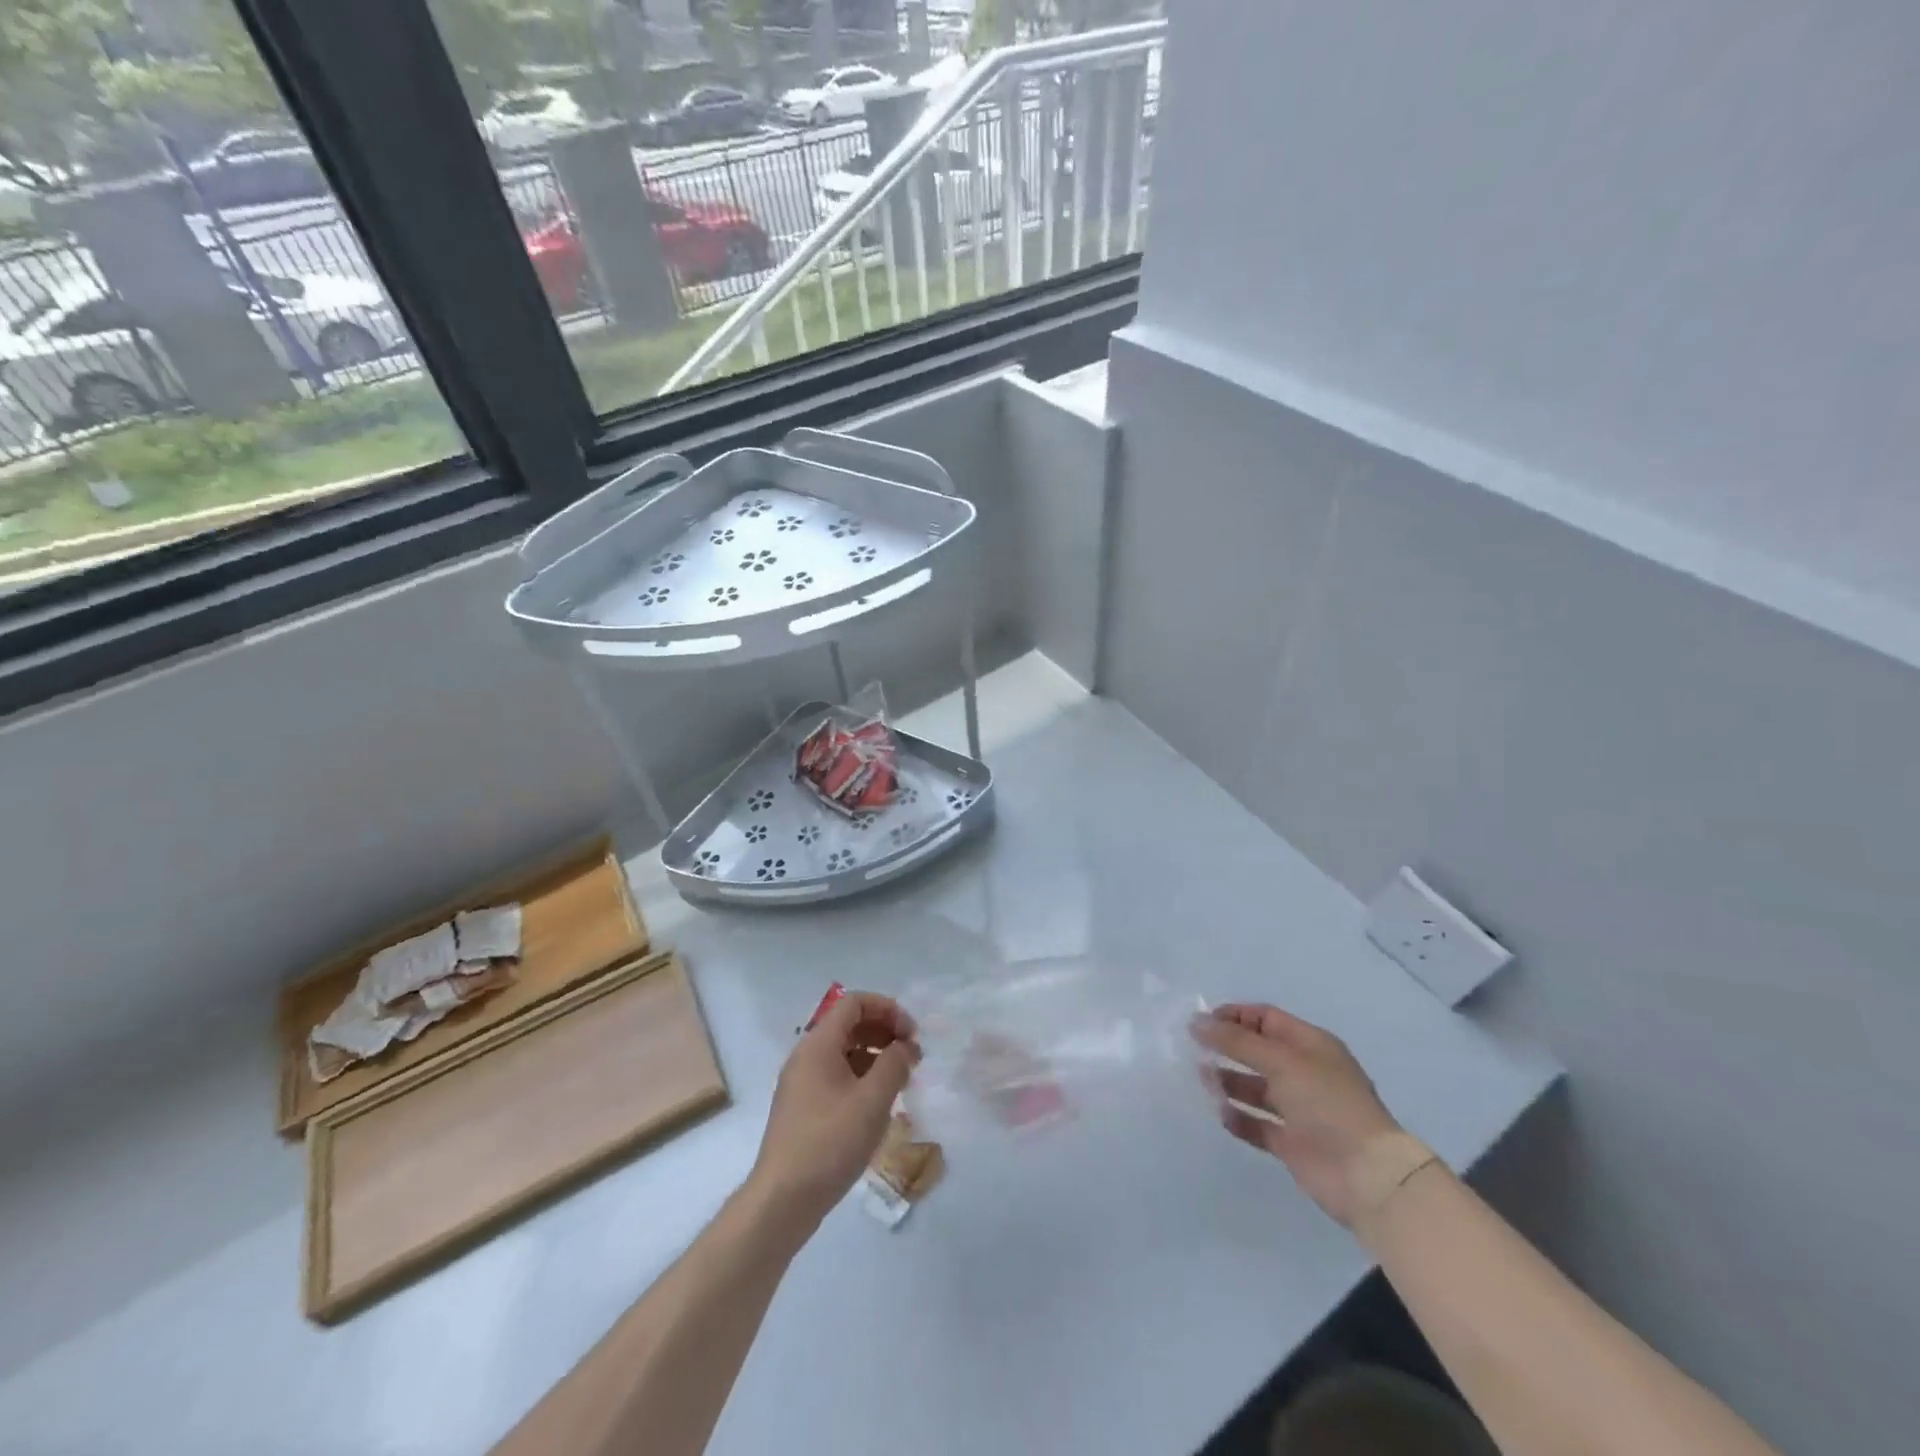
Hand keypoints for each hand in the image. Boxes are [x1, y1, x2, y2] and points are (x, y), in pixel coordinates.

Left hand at [747, 990, 919, 1237]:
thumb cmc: (830, 1142)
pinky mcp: (804, 1109)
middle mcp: (806, 1056)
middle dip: (884, 1032)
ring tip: (902, 1080)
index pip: (854, 1003)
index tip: (912, 1033)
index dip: (887, 1009)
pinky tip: (879, 1104)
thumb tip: (905, 1046)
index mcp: (818, 1044)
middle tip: (912, 1056)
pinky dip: (862, 1078)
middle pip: (849, 1025)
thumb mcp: (872, 1101)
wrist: (782, 1200)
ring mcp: (802, 1084)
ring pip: (844, 1052)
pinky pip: (837, 1077)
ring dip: (875, 1056)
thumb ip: (894, 1064)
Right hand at [1191, 1003, 1431, 1229]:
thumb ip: (1236, 1041)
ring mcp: (1298, 1109)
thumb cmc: (1327, 1103)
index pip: (1266, 1019)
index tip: (1202, 1023)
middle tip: (1194, 1051)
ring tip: (1203, 1081)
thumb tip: (1197, 1022)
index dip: (1234, 1016)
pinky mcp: (1291, 1143)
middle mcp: (1304, 1073)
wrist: (1367, 1176)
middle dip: (1227, 1048)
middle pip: (1257, 1052)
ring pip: (1254, 1088)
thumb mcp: (1281, 1061)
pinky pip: (1257, 1124)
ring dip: (1228, 1083)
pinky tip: (1222, 1115)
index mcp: (1310, 1045)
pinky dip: (1239, 1119)